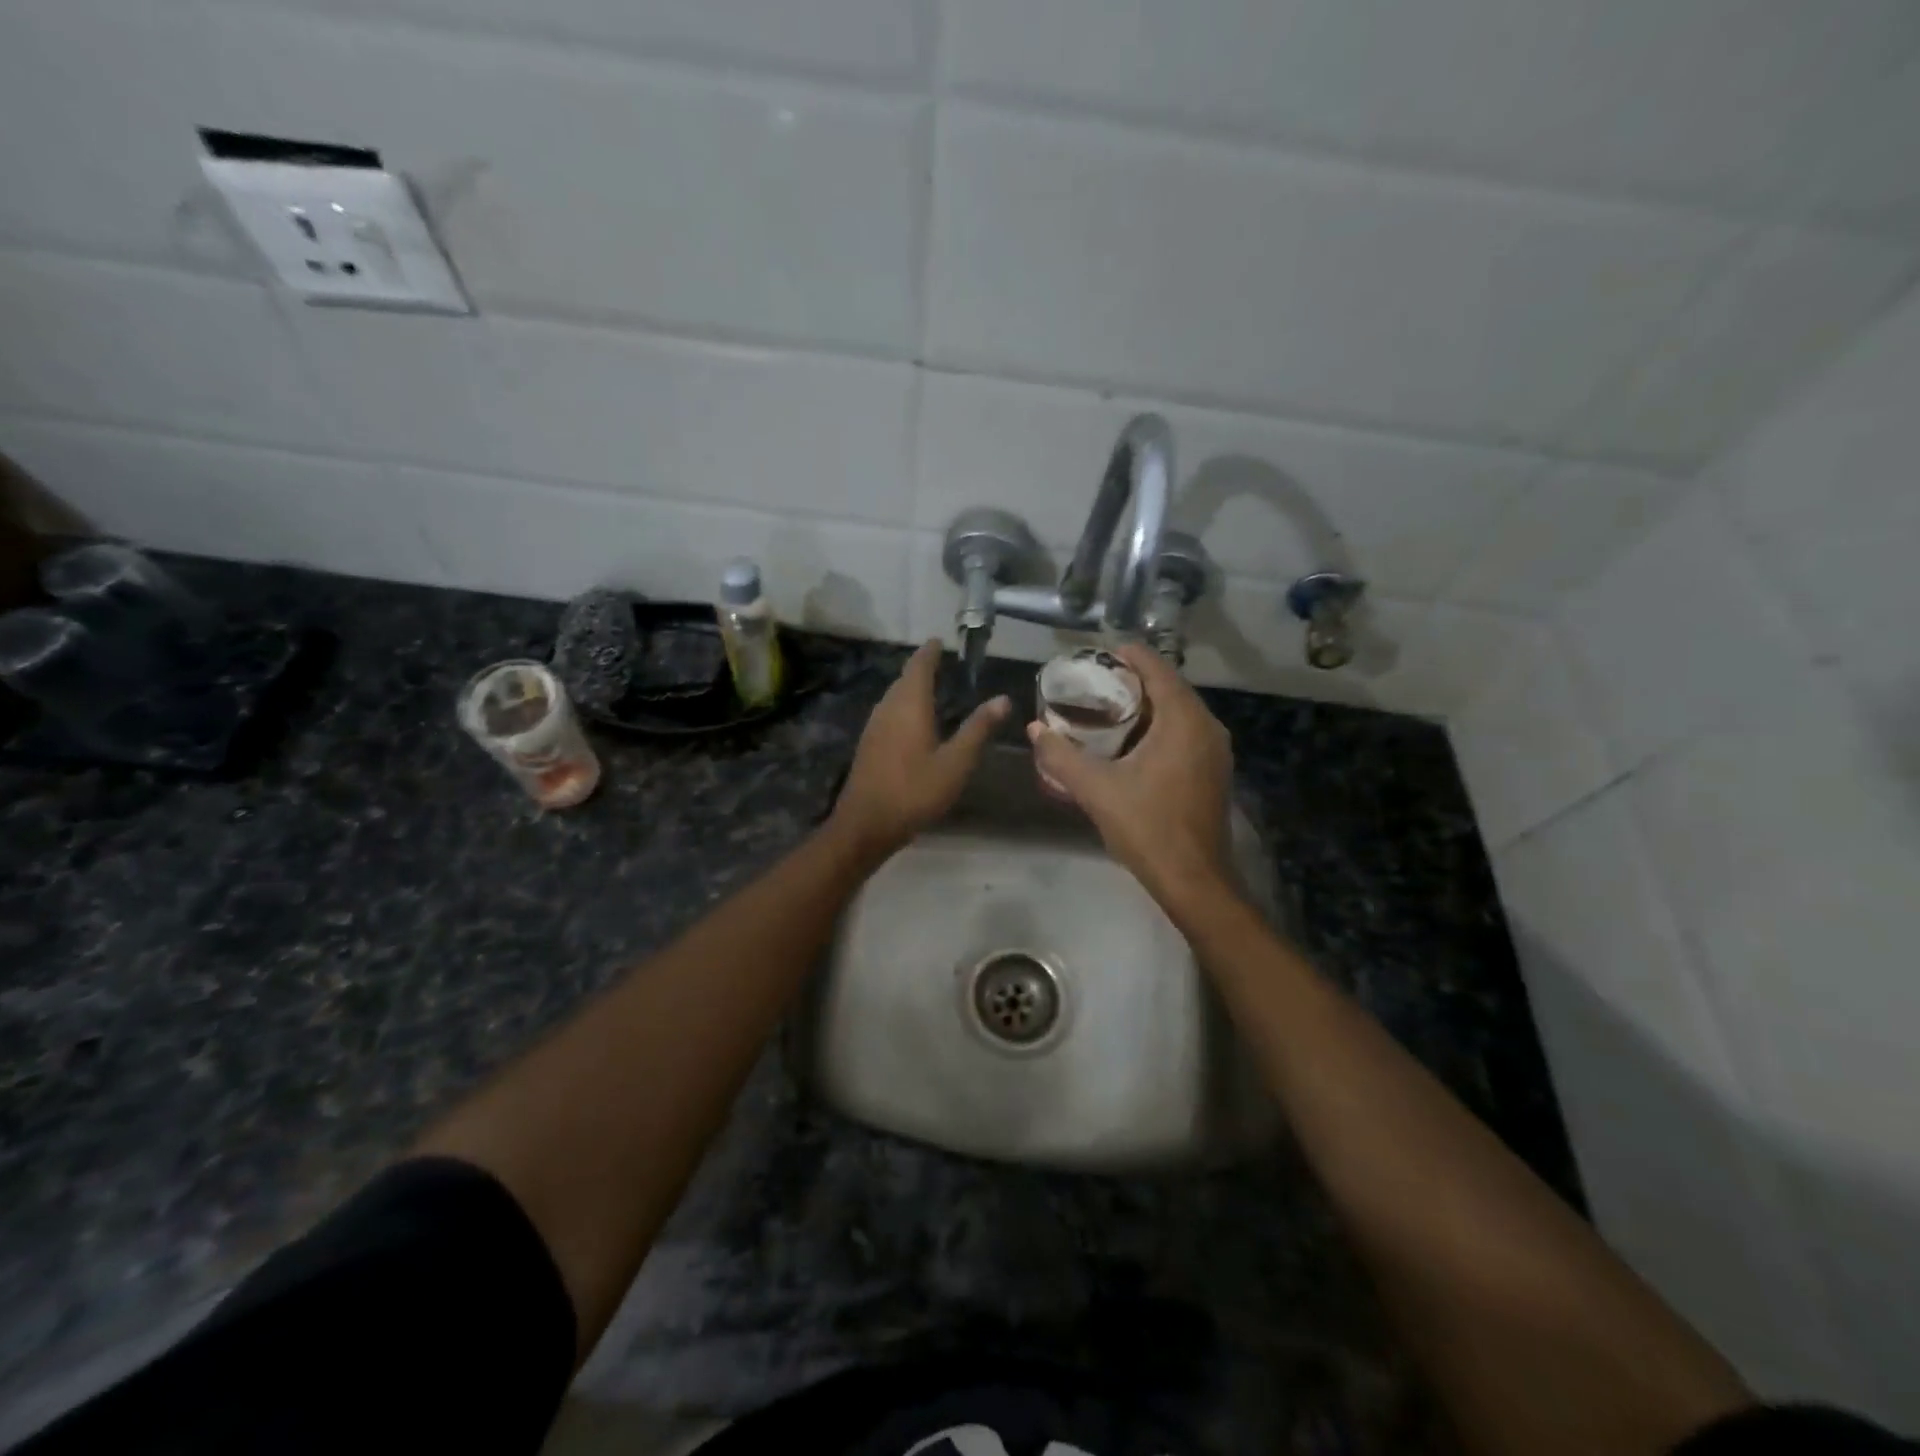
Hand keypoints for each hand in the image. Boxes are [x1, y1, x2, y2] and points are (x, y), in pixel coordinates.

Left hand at [829, 641, 1009, 861]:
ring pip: (893, 696)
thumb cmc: (915, 791)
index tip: (939, 641)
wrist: (866, 824)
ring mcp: (874, 726)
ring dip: (910, 686)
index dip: (930, 652)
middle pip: (904, 679)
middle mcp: (888, 708)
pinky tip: (911, 720)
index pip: (920, 667)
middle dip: (921, 667)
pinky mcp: (869, 744)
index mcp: (910, 706)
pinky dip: (902, 705)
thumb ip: (978, 728)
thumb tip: (1003, 698)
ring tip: (929, 686)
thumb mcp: (956, 762)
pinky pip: (888, 712)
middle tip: (939, 661)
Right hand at [1027, 643, 1232, 908]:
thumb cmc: (1147, 828)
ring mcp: (1215, 750)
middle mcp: (1207, 727)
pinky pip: (1185, 732)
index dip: (1130, 656)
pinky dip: (1159, 726)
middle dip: (1135, 680)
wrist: (1193, 879)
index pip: (1158, 670)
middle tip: (1096, 680)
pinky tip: (1131, 740)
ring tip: (1108, 706)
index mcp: (1184, 721)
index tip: (1100, 652)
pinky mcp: (1213, 771)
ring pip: (1179, 712)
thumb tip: (1034, 729)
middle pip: (1170, 687)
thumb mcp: (1096, 790)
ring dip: (1147, 704)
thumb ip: (1061, 756)